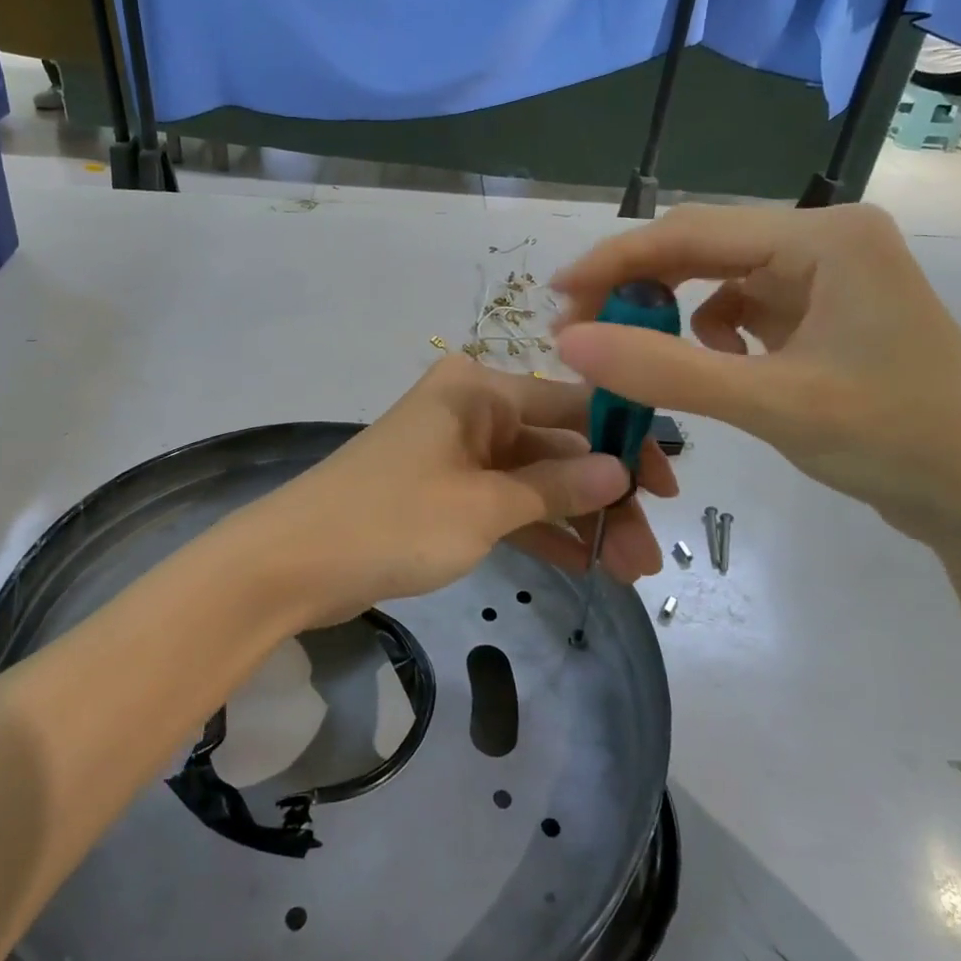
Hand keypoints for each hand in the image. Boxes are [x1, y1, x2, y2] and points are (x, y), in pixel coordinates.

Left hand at [230, 356, 674, 628]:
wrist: (293, 563)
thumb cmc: (391, 521)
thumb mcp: (483, 506)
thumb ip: (554, 488)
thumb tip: (620, 470)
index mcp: (478, 389)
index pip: (571, 404)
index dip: (623, 442)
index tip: (667, 487)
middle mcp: (471, 410)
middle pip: (555, 448)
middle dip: (602, 498)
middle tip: (647, 552)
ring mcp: (457, 454)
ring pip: (534, 481)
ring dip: (577, 522)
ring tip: (630, 570)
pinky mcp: (443, 494)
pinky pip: (505, 504)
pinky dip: (539, 531)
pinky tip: (585, 565)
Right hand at [552, 204, 960, 547]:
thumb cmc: (896, 441)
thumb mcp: (770, 404)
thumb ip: (664, 370)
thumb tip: (568, 342)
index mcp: (824, 237)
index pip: (692, 232)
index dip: (615, 261)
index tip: (555, 295)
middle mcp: (824, 240)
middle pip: (702, 247)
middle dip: (635, 286)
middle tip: (577, 329)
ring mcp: (826, 276)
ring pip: (716, 277)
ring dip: (667, 309)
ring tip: (629, 347)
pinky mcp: (823, 312)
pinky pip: (741, 306)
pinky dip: (708, 331)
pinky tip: (712, 364)